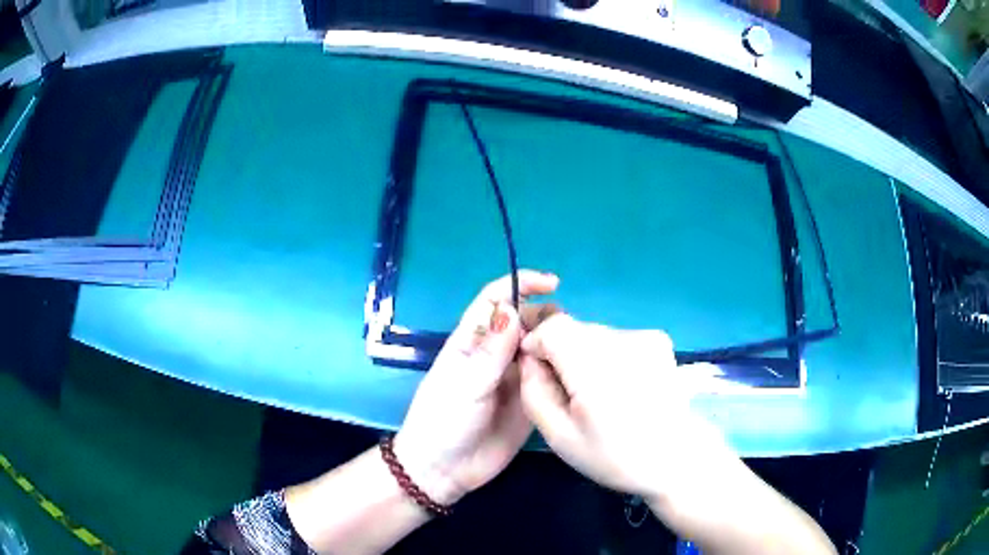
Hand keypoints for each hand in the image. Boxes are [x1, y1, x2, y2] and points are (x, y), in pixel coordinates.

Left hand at [394, 271, 558, 505]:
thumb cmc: (443, 421)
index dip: (520, 284)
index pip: (495, 300)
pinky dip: (562, 370)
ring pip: (539, 348)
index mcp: (471, 341)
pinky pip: (548, 378)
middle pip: (524, 322)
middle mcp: (495, 354)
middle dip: (545, 317)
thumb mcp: (465, 384)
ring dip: (557, 343)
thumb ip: (491, 351)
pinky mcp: (529, 401)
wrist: (444, 470)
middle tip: (568, 330)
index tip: (552, 283)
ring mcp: (513, 378)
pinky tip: (579, 371)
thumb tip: (512, 308)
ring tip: (578, 349)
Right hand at [518, 314, 732, 503]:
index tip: (538, 373)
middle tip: (568, 391)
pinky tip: (620, 385)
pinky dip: (608, 355)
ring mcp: (646, 336)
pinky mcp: (658, 339)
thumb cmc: (614, 457)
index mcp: (597, 368)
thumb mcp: (559, 436)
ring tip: (598, 392)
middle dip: (560, 352)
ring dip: (584, 354)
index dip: (536, 344)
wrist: (675, 458)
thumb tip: (528, 356)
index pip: (552, 327)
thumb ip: (534, 391)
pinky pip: (616, 337)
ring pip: (594, 332)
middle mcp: (624, 341)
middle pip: (573, 328)